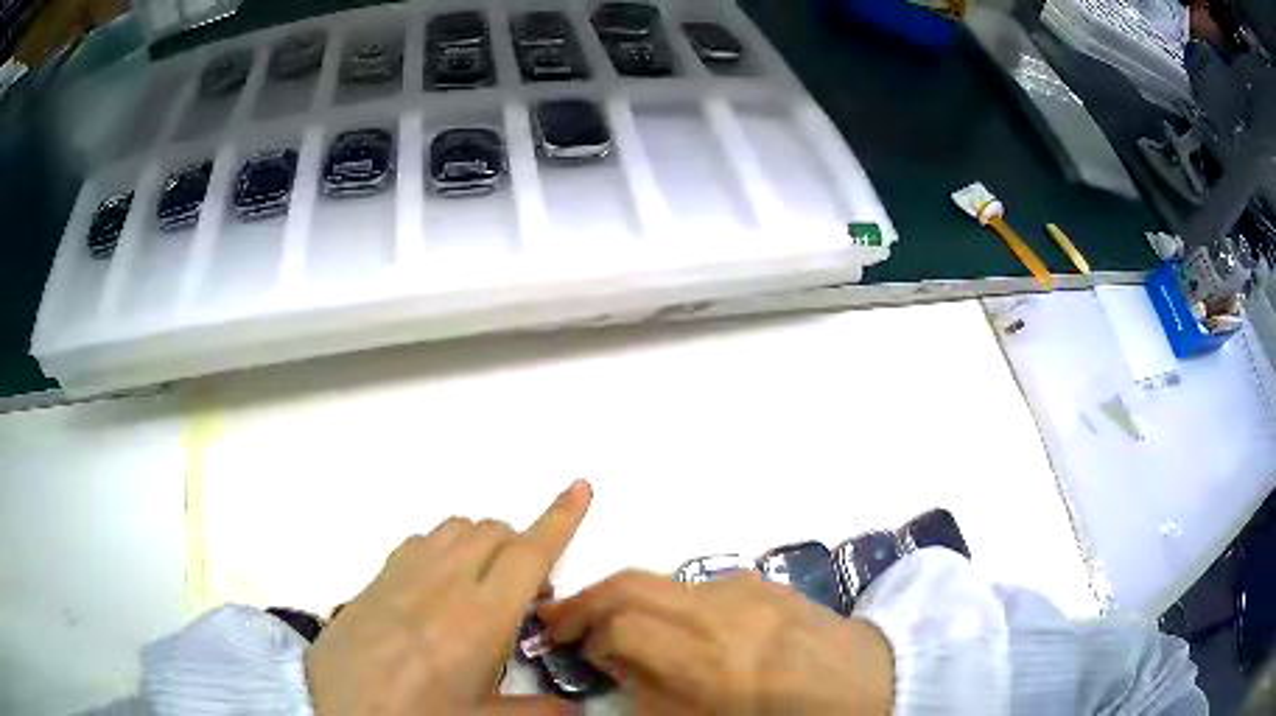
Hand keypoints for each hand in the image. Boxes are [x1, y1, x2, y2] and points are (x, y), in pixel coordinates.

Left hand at [307, 480, 592, 715]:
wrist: (334, 708)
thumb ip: (540, 713)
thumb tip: (576, 712)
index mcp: (478, 619)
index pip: (529, 553)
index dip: (561, 518)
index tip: (581, 488)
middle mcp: (442, 583)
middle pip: (494, 531)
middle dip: (522, 546)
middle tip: (527, 597)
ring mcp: (403, 574)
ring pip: (456, 528)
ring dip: (483, 543)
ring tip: (483, 587)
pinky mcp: (375, 577)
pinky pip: (420, 541)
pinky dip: (443, 548)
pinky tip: (438, 585)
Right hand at [539, 570, 893, 715]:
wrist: (867, 682)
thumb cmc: (785, 714)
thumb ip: (653, 692)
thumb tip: (614, 661)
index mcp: (710, 658)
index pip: (621, 625)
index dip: (587, 637)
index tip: (575, 652)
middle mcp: (721, 610)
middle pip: (630, 583)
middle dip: (586, 598)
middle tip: (560, 619)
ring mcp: (745, 588)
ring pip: (660, 579)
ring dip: (624, 596)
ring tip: (610, 621)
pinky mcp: (762, 580)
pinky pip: (697, 583)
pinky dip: (667, 598)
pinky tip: (674, 624)